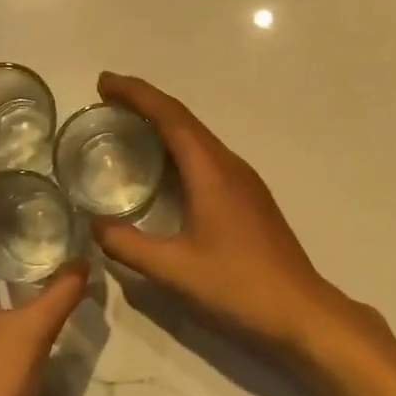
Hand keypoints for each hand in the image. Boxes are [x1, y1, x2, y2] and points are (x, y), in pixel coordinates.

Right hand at [89, 73, 355, 356]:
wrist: (301, 312)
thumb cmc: (238, 286)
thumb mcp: (173, 270)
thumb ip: (128, 245)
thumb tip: (95, 226)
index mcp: (211, 172)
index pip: (170, 117)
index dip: (136, 94)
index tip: (104, 83)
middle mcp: (230, 166)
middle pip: (184, 120)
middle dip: (145, 104)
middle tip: (107, 102)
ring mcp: (244, 182)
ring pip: (198, 139)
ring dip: (163, 126)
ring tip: (128, 128)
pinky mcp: (249, 200)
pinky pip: (207, 159)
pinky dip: (178, 150)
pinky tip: (164, 171)